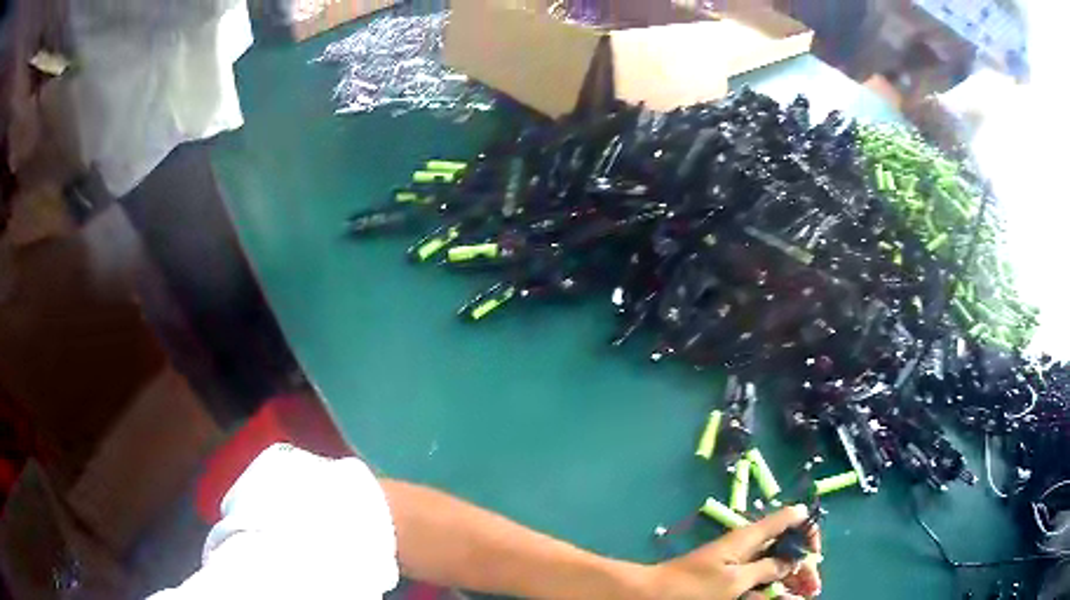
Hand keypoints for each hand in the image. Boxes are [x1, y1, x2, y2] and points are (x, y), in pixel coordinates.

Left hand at [642, 505, 821, 599]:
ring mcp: (738, 564)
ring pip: (773, 568)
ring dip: (791, 580)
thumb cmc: (693, 586)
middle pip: (784, 549)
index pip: (788, 520)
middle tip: (814, 588)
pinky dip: (771, 590)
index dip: (806, 530)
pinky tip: (783, 599)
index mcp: (749, 537)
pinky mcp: (729, 580)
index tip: (816, 552)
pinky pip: (758, 582)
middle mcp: (747, 547)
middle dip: (802, 565)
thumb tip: (792, 560)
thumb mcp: (734, 580)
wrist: (653, 595)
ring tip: (806, 595)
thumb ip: (766, 569)